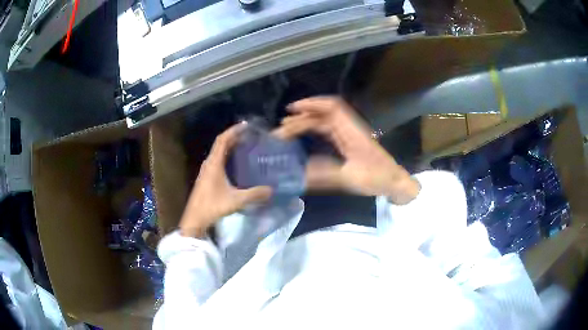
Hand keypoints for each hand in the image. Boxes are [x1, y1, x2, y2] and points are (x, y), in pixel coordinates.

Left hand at [179, 123, 272, 237]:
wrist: (195, 219)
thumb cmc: (213, 206)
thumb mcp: (236, 200)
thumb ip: (254, 194)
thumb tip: (272, 190)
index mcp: (214, 164)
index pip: (222, 140)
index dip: (233, 130)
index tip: (246, 126)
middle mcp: (209, 164)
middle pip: (221, 144)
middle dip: (235, 137)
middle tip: (251, 136)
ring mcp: (206, 171)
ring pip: (219, 153)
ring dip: (231, 147)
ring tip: (246, 146)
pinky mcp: (207, 178)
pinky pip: (218, 161)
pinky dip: (228, 157)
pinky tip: (237, 164)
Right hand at [273, 97, 418, 203]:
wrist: (394, 182)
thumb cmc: (377, 179)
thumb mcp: (350, 179)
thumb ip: (325, 174)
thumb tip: (299, 172)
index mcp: (352, 132)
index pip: (332, 108)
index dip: (312, 104)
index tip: (292, 109)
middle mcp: (350, 128)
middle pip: (324, 114)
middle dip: (302, 116)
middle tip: (282, 128)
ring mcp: (350, 133)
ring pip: (325, 120)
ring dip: (307, 121)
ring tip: (287, 128)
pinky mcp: (349, 140)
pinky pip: (328, 128)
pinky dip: (314, 128)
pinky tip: (304, 134)